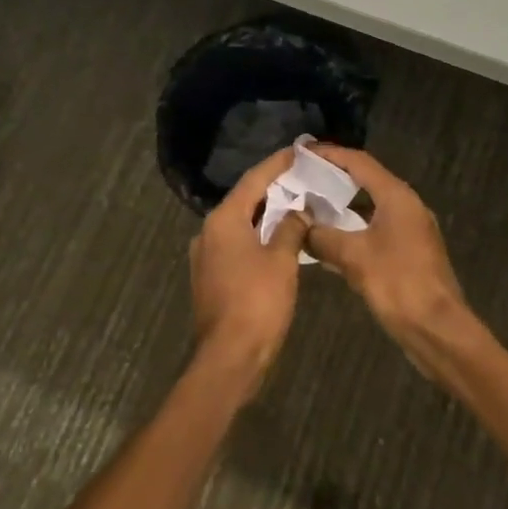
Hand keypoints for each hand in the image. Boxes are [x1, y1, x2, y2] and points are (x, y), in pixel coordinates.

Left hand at [189, 148, 309, 388]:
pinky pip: (237, 244)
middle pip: (244, 200)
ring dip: (266, 214)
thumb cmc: (257, 302)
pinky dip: (258, 236)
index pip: (253, 180)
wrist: (229, 357)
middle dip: (272, 188)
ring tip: (295, 204)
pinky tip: (279, 238)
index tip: (298, 151)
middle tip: (300, 176)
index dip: (277, 164)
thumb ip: (290, 228)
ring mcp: (206, 256)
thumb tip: (299, 211)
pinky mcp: (211, 277)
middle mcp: (209, 232)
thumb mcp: (282, 261)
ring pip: (240, 224)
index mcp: (223, 220)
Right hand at [303, 146, 478, 370]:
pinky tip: (328, 241)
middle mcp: (406, 206)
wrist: (438, 330)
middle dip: (333, 178)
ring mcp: (409, 231)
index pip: (359, 162)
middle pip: (365, 181)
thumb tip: (299, 226)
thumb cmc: (398, 284)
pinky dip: (351, 230)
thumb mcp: (354, 257)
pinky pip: (373, 230)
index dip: (329, 154)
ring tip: (308, 205)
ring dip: (341, 206)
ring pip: (369, 208)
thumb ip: (323, 236)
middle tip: (301, 176)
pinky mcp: (407, 254)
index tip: (302, 151)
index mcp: (397, 197)